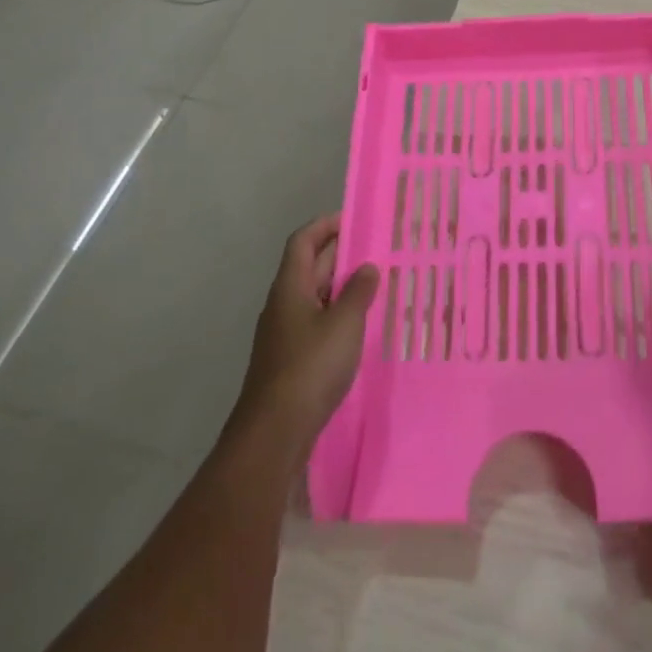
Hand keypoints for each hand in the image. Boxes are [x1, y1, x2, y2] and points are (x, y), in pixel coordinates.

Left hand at [230, 215, 378, 458]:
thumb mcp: (344, 323)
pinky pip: (316, 322)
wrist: (274, 433)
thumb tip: (367, 267)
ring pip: (315, 296)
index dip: (326, 225)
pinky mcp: (291, 360)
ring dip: (341, 286)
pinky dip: (338, 314)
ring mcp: (285, 334)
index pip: (304, 241)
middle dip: (340, 253)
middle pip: (309, 266)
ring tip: (376, 283)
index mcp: (290, 287)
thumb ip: (358, 292)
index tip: (354, 218)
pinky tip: (360, 326)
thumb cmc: (310, 367)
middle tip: (376, 247)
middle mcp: (283, 304)